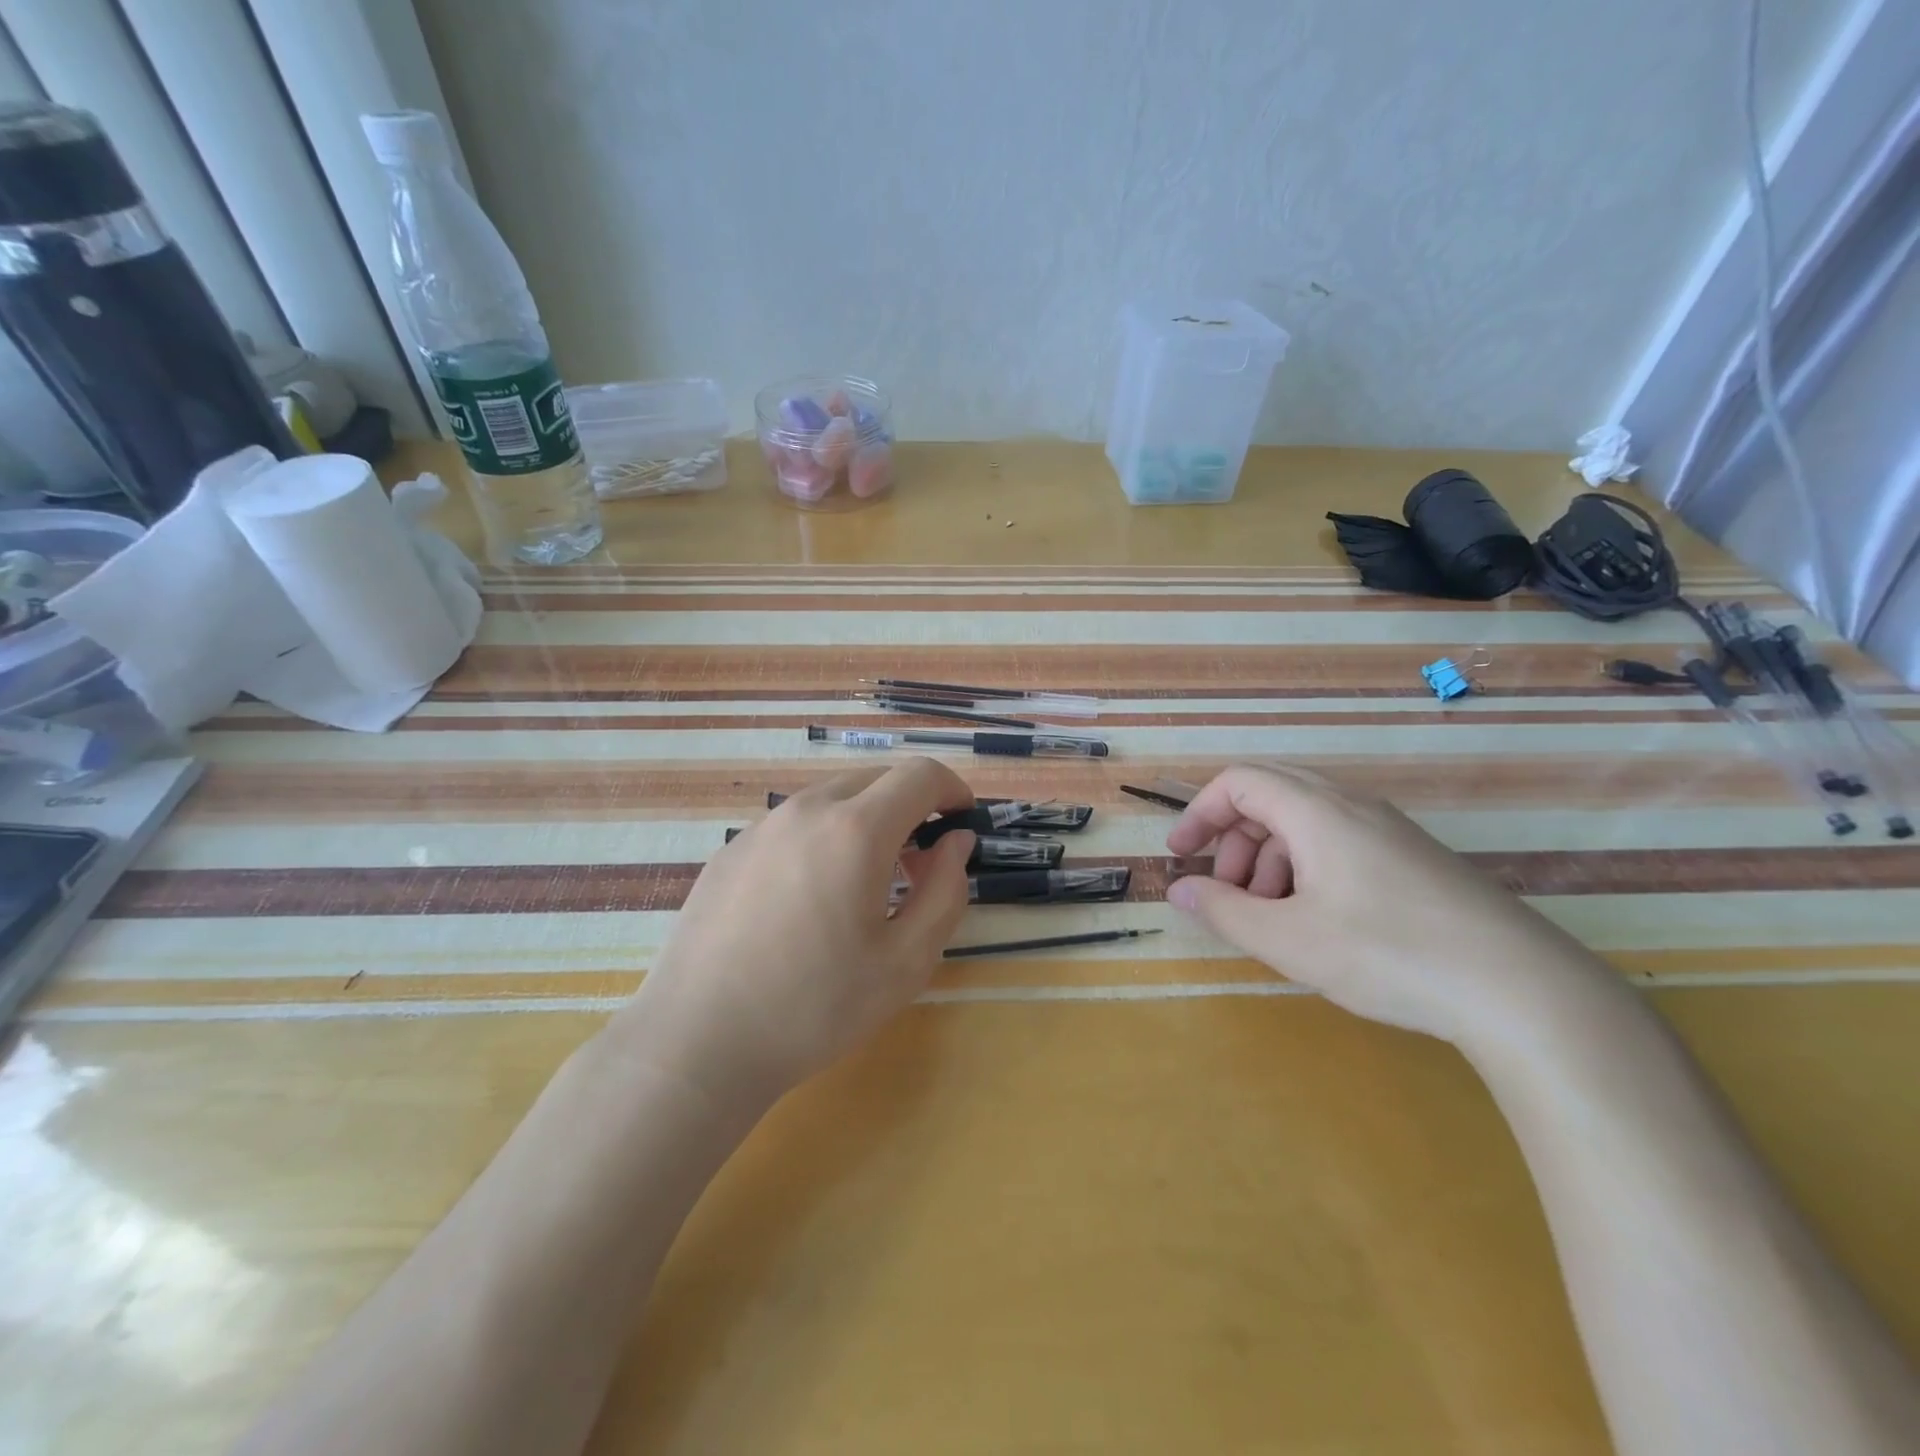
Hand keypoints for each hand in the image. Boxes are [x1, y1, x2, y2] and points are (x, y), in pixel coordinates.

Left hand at [610, 759, 975, 1110]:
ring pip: (832, 797)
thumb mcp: (906, 961)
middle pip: (875, 778)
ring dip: (865, 818)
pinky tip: (810, 896)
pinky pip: (793, 822)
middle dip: (910, 804)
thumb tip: (956, 842)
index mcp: (856, 830)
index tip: (962, 820)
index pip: (919, 775)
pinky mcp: (730, 850)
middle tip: (919, 860)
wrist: (698, 1042)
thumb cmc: (815, 1007)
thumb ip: (945, 891)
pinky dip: (823, 835)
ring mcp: (761, 826)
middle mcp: (807, 810)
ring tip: (865, 880)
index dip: (951, 788)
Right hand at [1165, 764, 1617, 1049]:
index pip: (1239, 782)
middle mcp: (1353, 807)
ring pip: (1305, 824)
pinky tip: (1317, 922)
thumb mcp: (1289, 940)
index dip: (1200, 813)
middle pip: (1270, 796)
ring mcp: (1389, 832)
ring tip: (1271, 917)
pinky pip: (1339, 844)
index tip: (1182, 857)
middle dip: (1234, 840)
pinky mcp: (1414, 860)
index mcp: (1318, 811)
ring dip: (1269, 860)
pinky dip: (1306, 870)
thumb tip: (1179, 891)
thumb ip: (1224, 911)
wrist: (1524, 991)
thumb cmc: (1390, 955)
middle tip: (1226, 892)